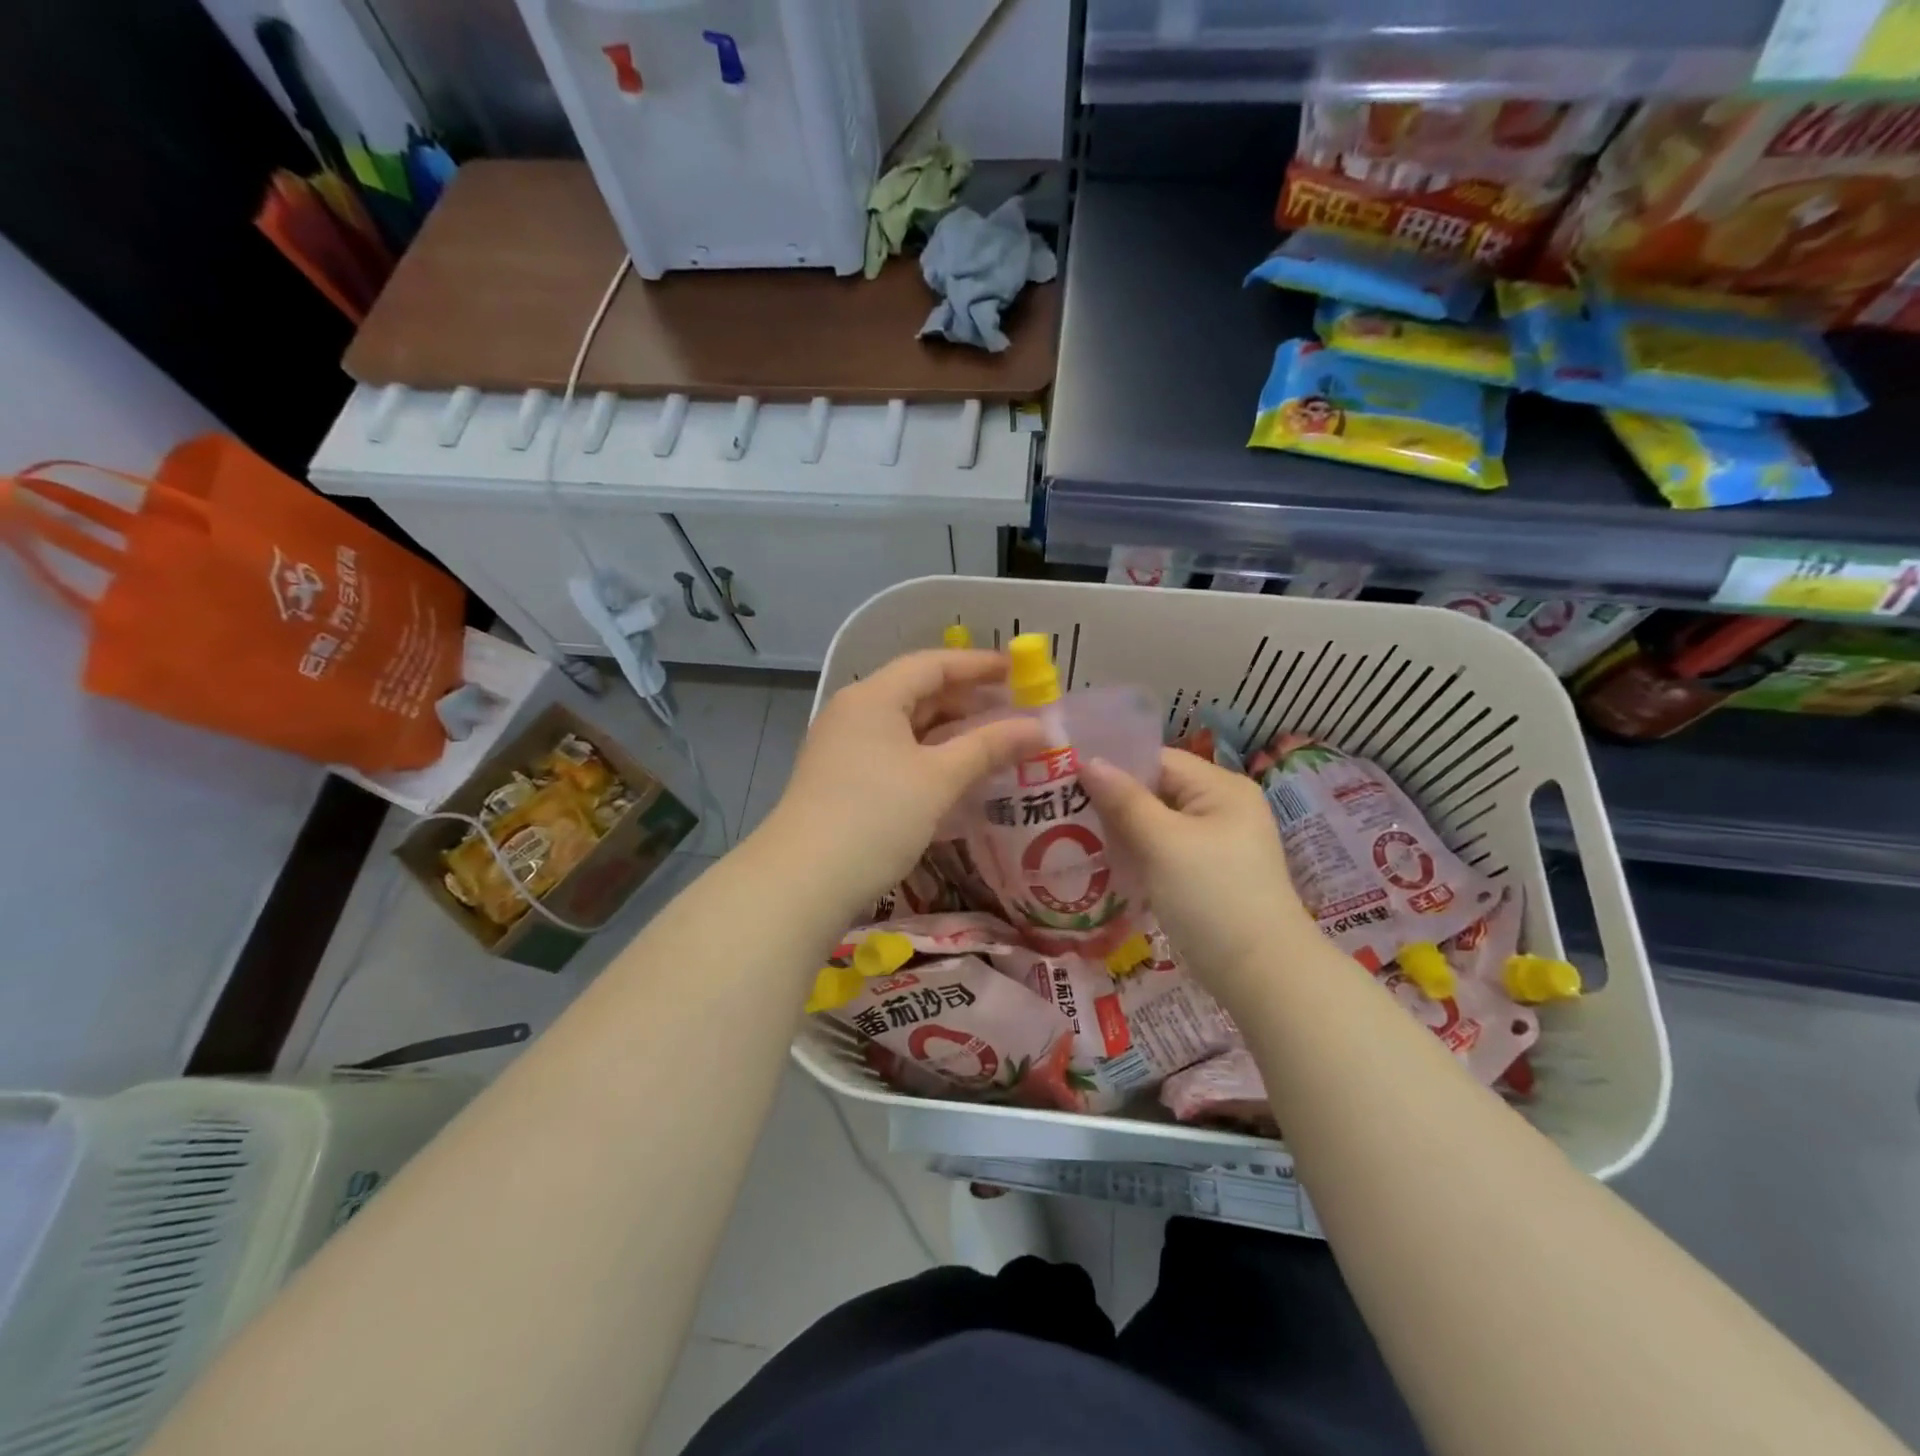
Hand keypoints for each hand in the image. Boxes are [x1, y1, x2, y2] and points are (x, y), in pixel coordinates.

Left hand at [762, 650, 1043, 913]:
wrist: (803, 881)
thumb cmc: (876, 817)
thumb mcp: (939, 779)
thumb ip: (989, 747)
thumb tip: (1038, 727)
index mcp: (873, 697)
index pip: (932, 664)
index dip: (978, 665)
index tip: (1018, 671)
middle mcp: (854, 713)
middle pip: (917, 692)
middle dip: (967, 700)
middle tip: (1013, 711)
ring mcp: (843, 747)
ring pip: (906, 726)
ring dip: (949, 732)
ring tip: (993, 742)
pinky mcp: (841, 780)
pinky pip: (894, 753)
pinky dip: (928, 756)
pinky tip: (955, 774)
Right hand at [1081, 748, 1314, 1000]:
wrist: (1262, 975)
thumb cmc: (1212, 897)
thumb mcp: (1163, 843)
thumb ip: (1125, 800)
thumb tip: (1089, 761)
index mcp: (1222, 787)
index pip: (1158, 760)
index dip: (1115, 766)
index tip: (1068, 779)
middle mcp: (1223, 808)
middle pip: (1157, 790)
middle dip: (1113, 800)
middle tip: (1063, 810)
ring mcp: (1217, 843)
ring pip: (1158, 823)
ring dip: (1122, 829)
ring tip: (1075, 835)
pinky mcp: (1209, 874)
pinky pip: (1165, 850)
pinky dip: (1138, 853)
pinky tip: (1106, 863)